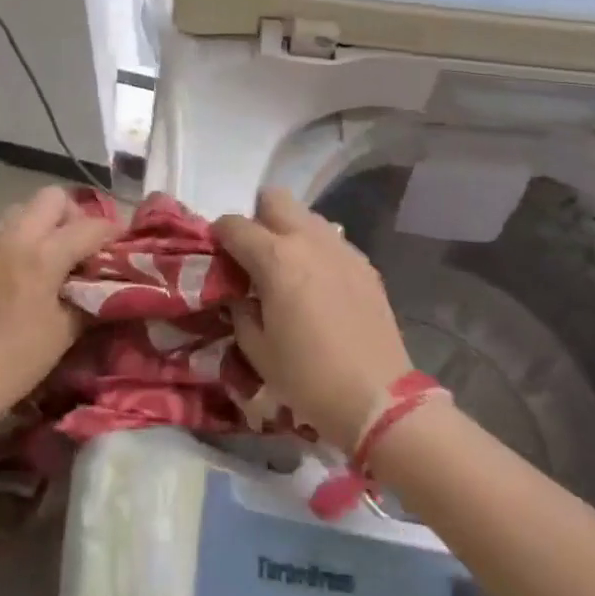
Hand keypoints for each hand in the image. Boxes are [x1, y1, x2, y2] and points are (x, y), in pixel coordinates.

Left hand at [0, 186, 119, 429]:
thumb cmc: (17, 360)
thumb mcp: (66, 330)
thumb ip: (88, 296)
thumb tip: (102, 282)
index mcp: (45, 255)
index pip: (91, 227)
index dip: (112, 232)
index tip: (120, 243)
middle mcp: (14, 236)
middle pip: (53, 197)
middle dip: (72, 215)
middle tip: (77, 244)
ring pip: (20, 209)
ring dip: (37, 224)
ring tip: (40, 253)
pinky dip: (2, 235)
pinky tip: (4, 260)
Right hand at [214, 188, 411, 449]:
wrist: (377, 397)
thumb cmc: (307, 377)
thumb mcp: (257, 349)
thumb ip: (240, 310)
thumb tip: (239, 293)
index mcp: (275, 257)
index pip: (234, 225)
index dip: (219, 236)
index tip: (217, 256)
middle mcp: (309, 240)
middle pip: (275, 198)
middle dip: (257, 218)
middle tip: (253, 255)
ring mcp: (342, 248)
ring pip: (307, 216)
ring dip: (289, 231)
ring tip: (287, 269)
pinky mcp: (364, 264)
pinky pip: (332, 241)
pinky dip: (316, 250)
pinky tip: (318, 285)